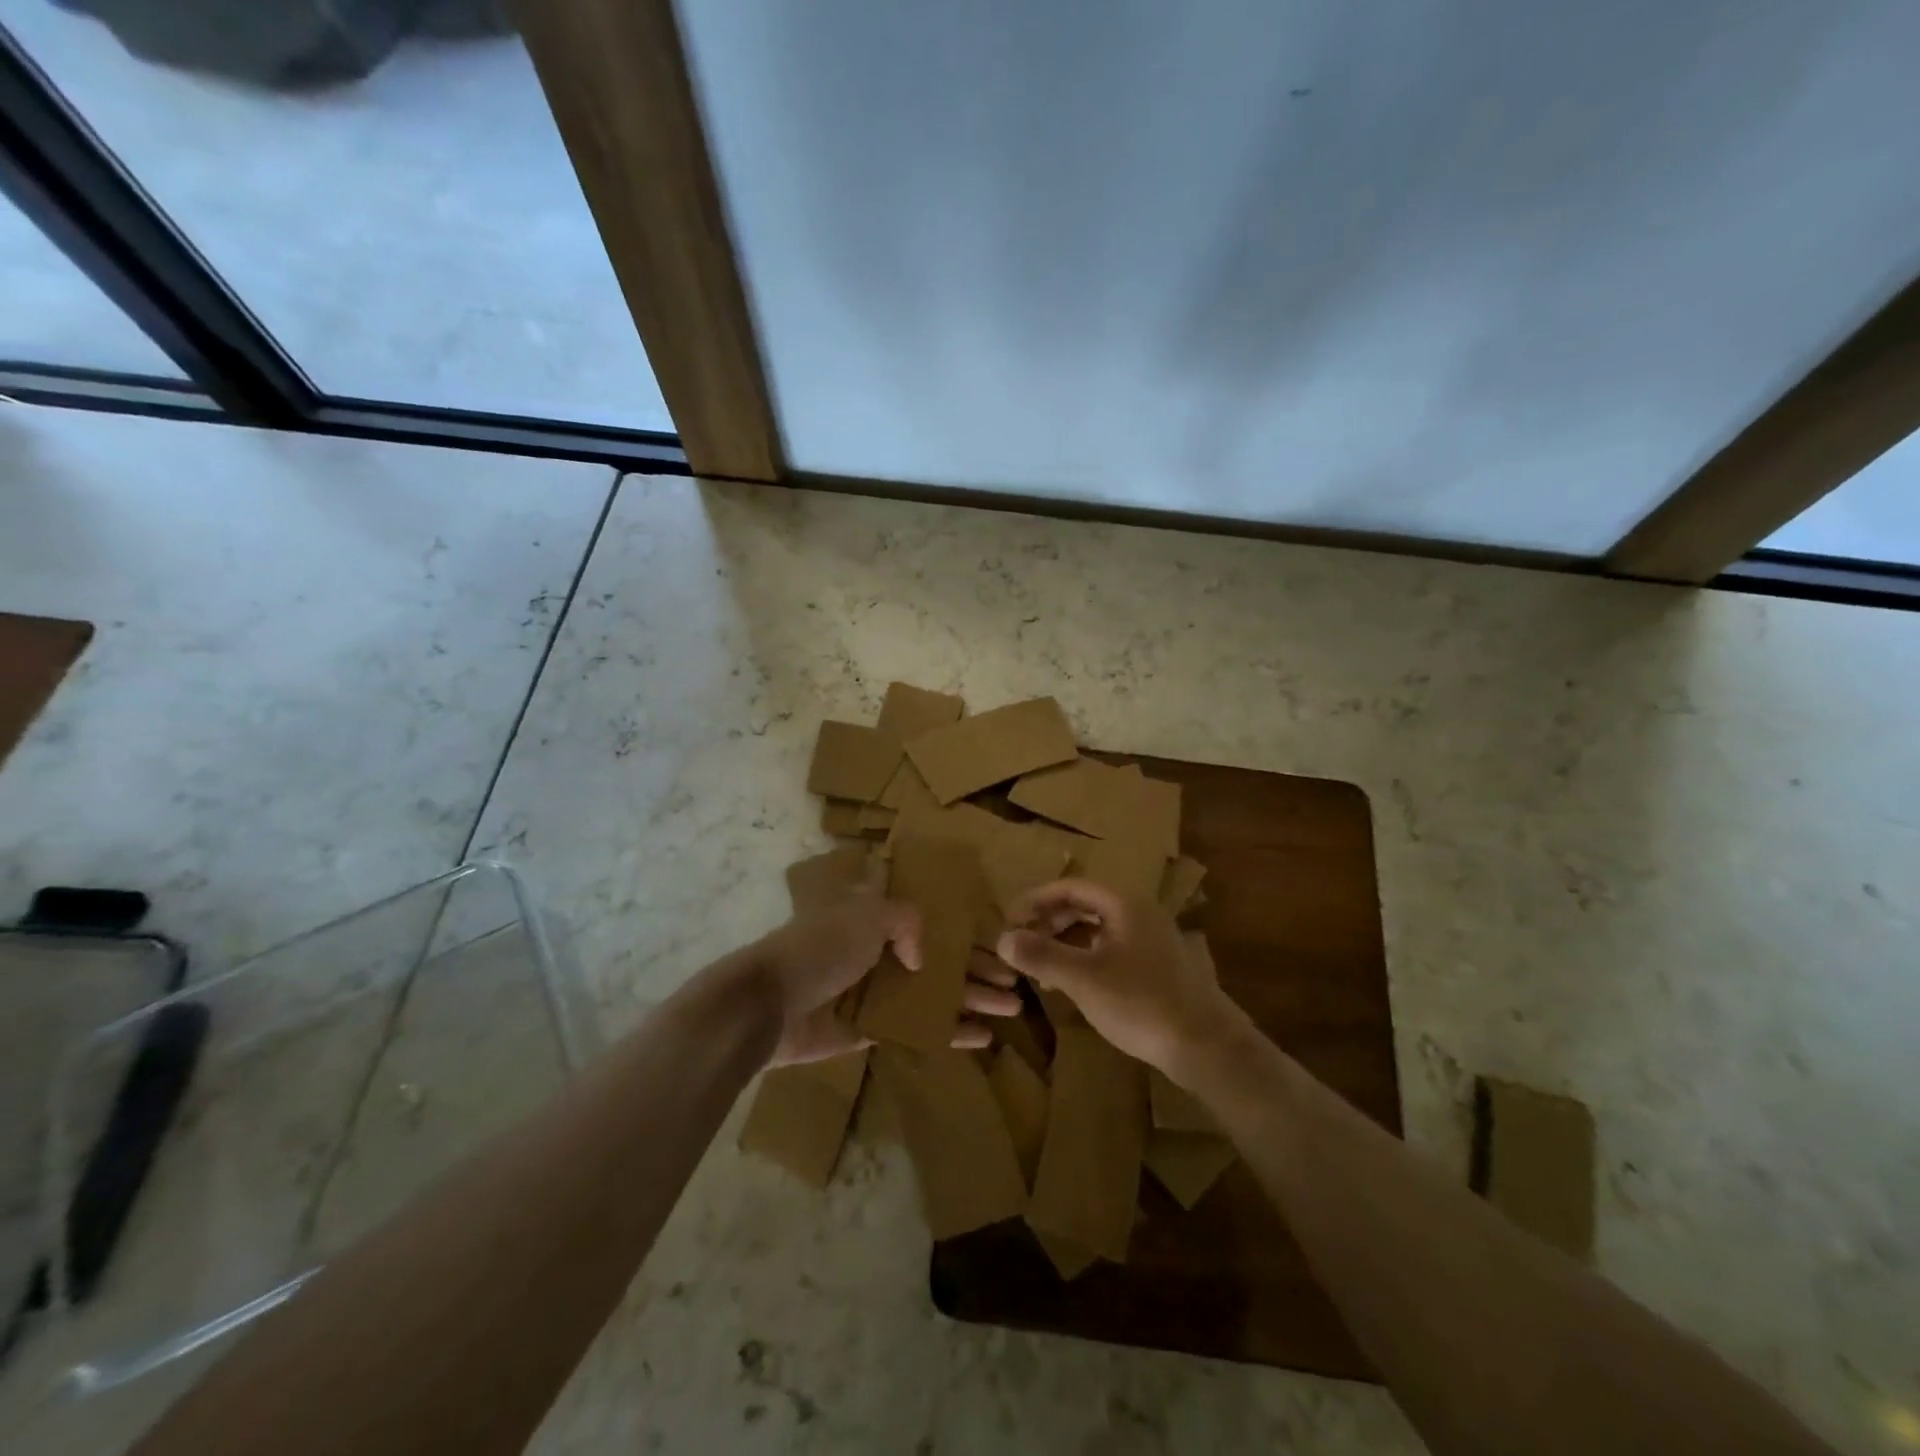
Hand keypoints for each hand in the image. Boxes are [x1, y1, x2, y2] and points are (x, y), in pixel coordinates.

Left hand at [751, 894, 1021, 1066]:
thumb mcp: (868, 916)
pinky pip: (918, 1029)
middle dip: (979, 969)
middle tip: (1017, 981)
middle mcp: (881, 952)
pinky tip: (982, 1038)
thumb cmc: (820, 948)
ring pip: (935, 996)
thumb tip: (921, 961)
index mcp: (877, 917)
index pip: (934, 921)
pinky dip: (949, 1032)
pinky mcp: (871, 1029)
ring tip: (1013, 1007)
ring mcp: (877, 992)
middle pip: (941, 960)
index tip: (1002, 941)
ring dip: (973, 1000)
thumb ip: (906, 924)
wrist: (770, 1003)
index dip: (967, 931)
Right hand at [996, 878, 1236, 1072]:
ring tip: (1039, 964)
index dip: (1035, 900)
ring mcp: (1151, 940)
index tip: (1009, 920)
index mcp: (1123, 904)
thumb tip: (1001, 938)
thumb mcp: (1083, 979)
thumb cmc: (1141, 1003)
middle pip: (1084, 904)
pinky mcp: (1156, 967)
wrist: (1206, 1046)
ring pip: (1097, 928)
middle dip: (1048, 920)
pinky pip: (1110, 949)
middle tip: (1021, 942)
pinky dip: (1084, 957)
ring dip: (1064, 940)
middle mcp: (1139, 913)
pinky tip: (1070, 983)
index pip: (1069, 886)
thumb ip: (1041, 955)